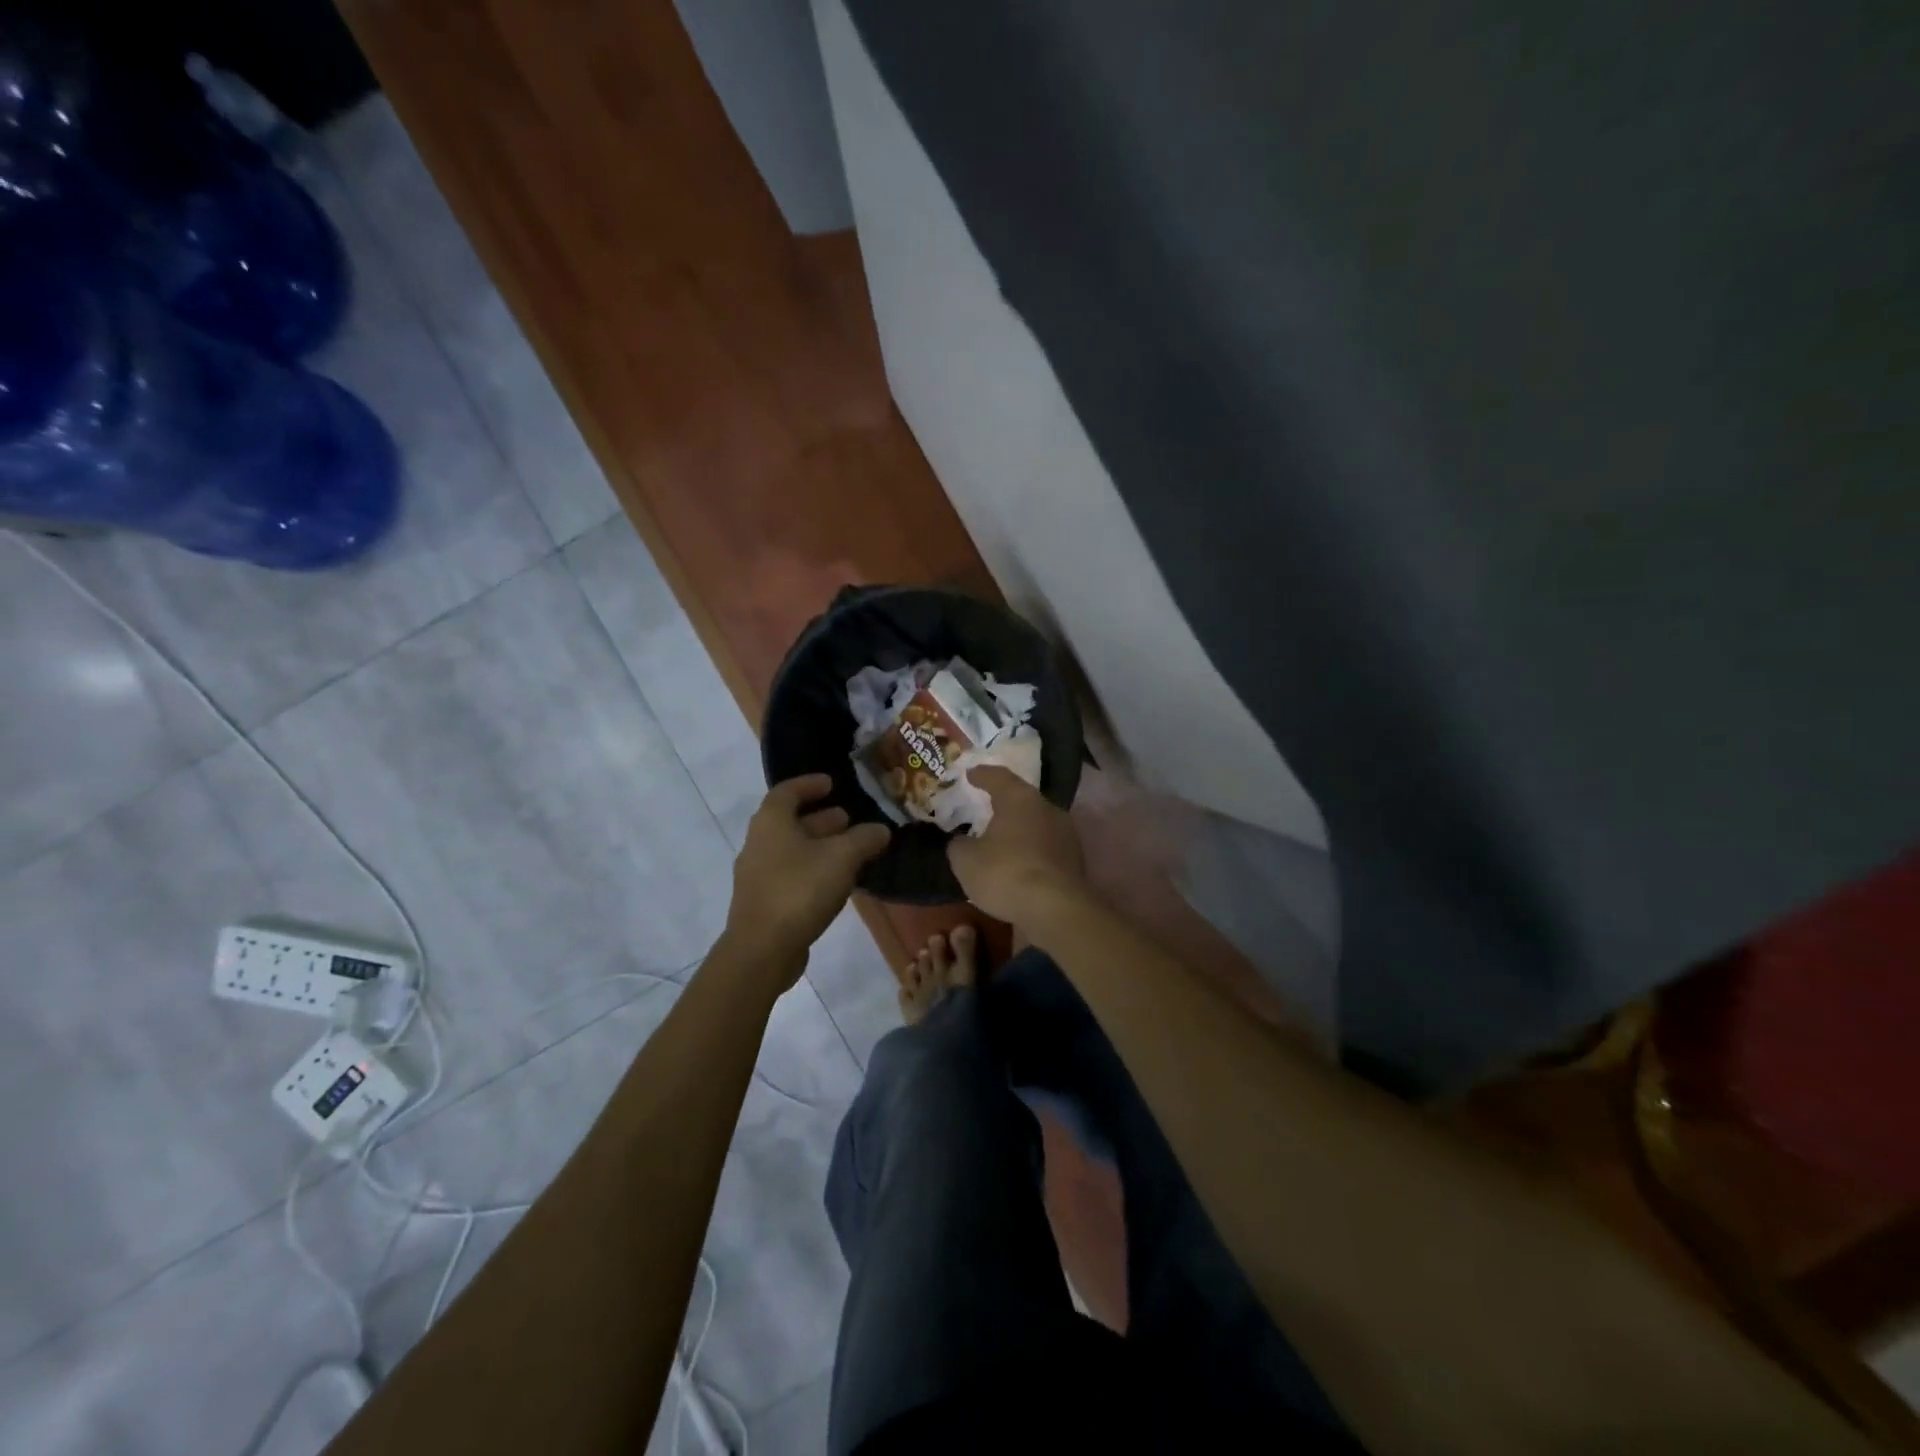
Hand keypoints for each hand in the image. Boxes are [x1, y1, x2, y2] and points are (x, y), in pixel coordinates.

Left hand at [723, 774, 890, 982]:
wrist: (762, 949)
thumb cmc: (800, 890)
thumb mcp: (842, 858)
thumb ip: (865, 839)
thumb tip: (881, 830)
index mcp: (771, 822)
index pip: (787, 791)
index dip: (810, 784)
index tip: (832, 783)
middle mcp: (759, 843)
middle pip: (790, 821)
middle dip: (821, 818)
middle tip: (850, 819)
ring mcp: (758, 875)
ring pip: (792, 850)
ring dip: (820, 846)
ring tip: (851, 850)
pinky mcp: (764, 903)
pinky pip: (791, 875)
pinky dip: (814, 870)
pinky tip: (837, 881)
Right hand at [946, 766, 1087, 924]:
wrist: (1055, 909)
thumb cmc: (1005, 873)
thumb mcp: (965, 860)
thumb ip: (960, 845)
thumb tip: (962, 842)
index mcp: (1020, 798)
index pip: (998, 777)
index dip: (982, 775)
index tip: (970, 774)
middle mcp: (1047, 808)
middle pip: (1022, 799)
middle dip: (1004, 803)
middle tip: (985, 807)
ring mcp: (1066, 834)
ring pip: (1037, 823)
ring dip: (1020, 829)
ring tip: (1001, 839)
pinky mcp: (1075, 860)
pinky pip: (1046, 847)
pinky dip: (1031, 851)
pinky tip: (1018, 863)